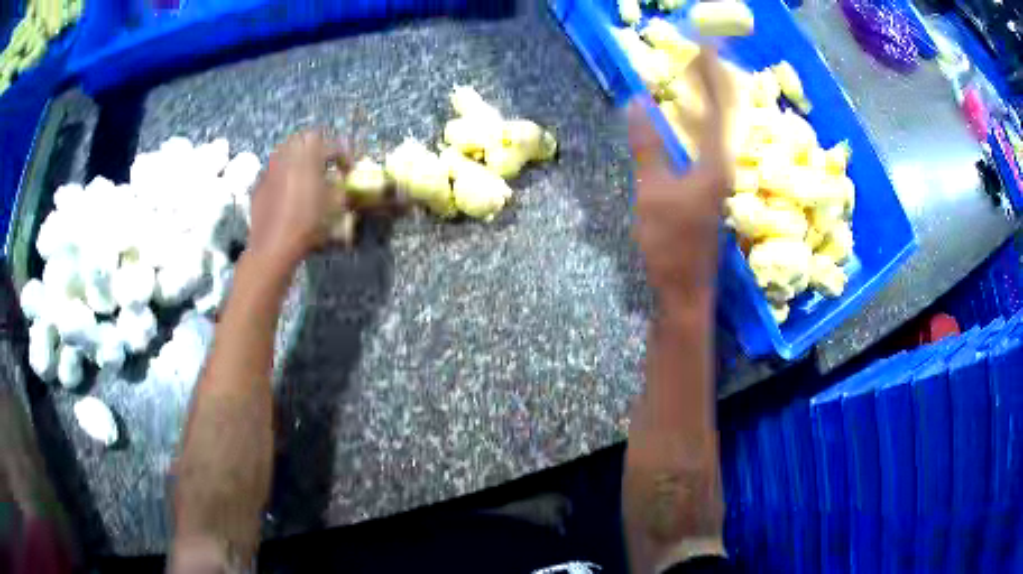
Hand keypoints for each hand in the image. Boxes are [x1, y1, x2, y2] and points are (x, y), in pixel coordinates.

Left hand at [246, 130, 346, 273]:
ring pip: (286, 149)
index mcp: (308, 158)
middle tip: (326, 163)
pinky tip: (287, 189)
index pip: (331, 145)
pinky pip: (274, 168)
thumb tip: (341, 181)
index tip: (347, 170)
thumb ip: (339, 188)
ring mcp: (270, 168)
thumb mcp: (333, 208)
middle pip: (305, 138)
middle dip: (318, 146)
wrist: (272, 247)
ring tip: (307, 174)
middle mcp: (287, 156)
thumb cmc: (307, 226)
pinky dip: (283, 172)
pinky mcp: (259, 183)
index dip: (343, 155)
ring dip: (299, 156)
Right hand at [629, 50, 733, 313]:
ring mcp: (719, 178)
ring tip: (699, 76)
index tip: (705, 46)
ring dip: (708, 99)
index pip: (717, 105)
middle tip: (704, 54)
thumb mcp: (652, 191)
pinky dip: (700, 123)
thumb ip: (648, 145)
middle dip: (713, 80)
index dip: (710, 73)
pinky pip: (708, 143)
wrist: (684, 287)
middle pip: (723, 113)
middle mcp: (724, 165)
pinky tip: (690, 119)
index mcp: (715, 162)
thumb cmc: (670, 243)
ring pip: (717, 128)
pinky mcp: (710, 189)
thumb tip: (637, 102)